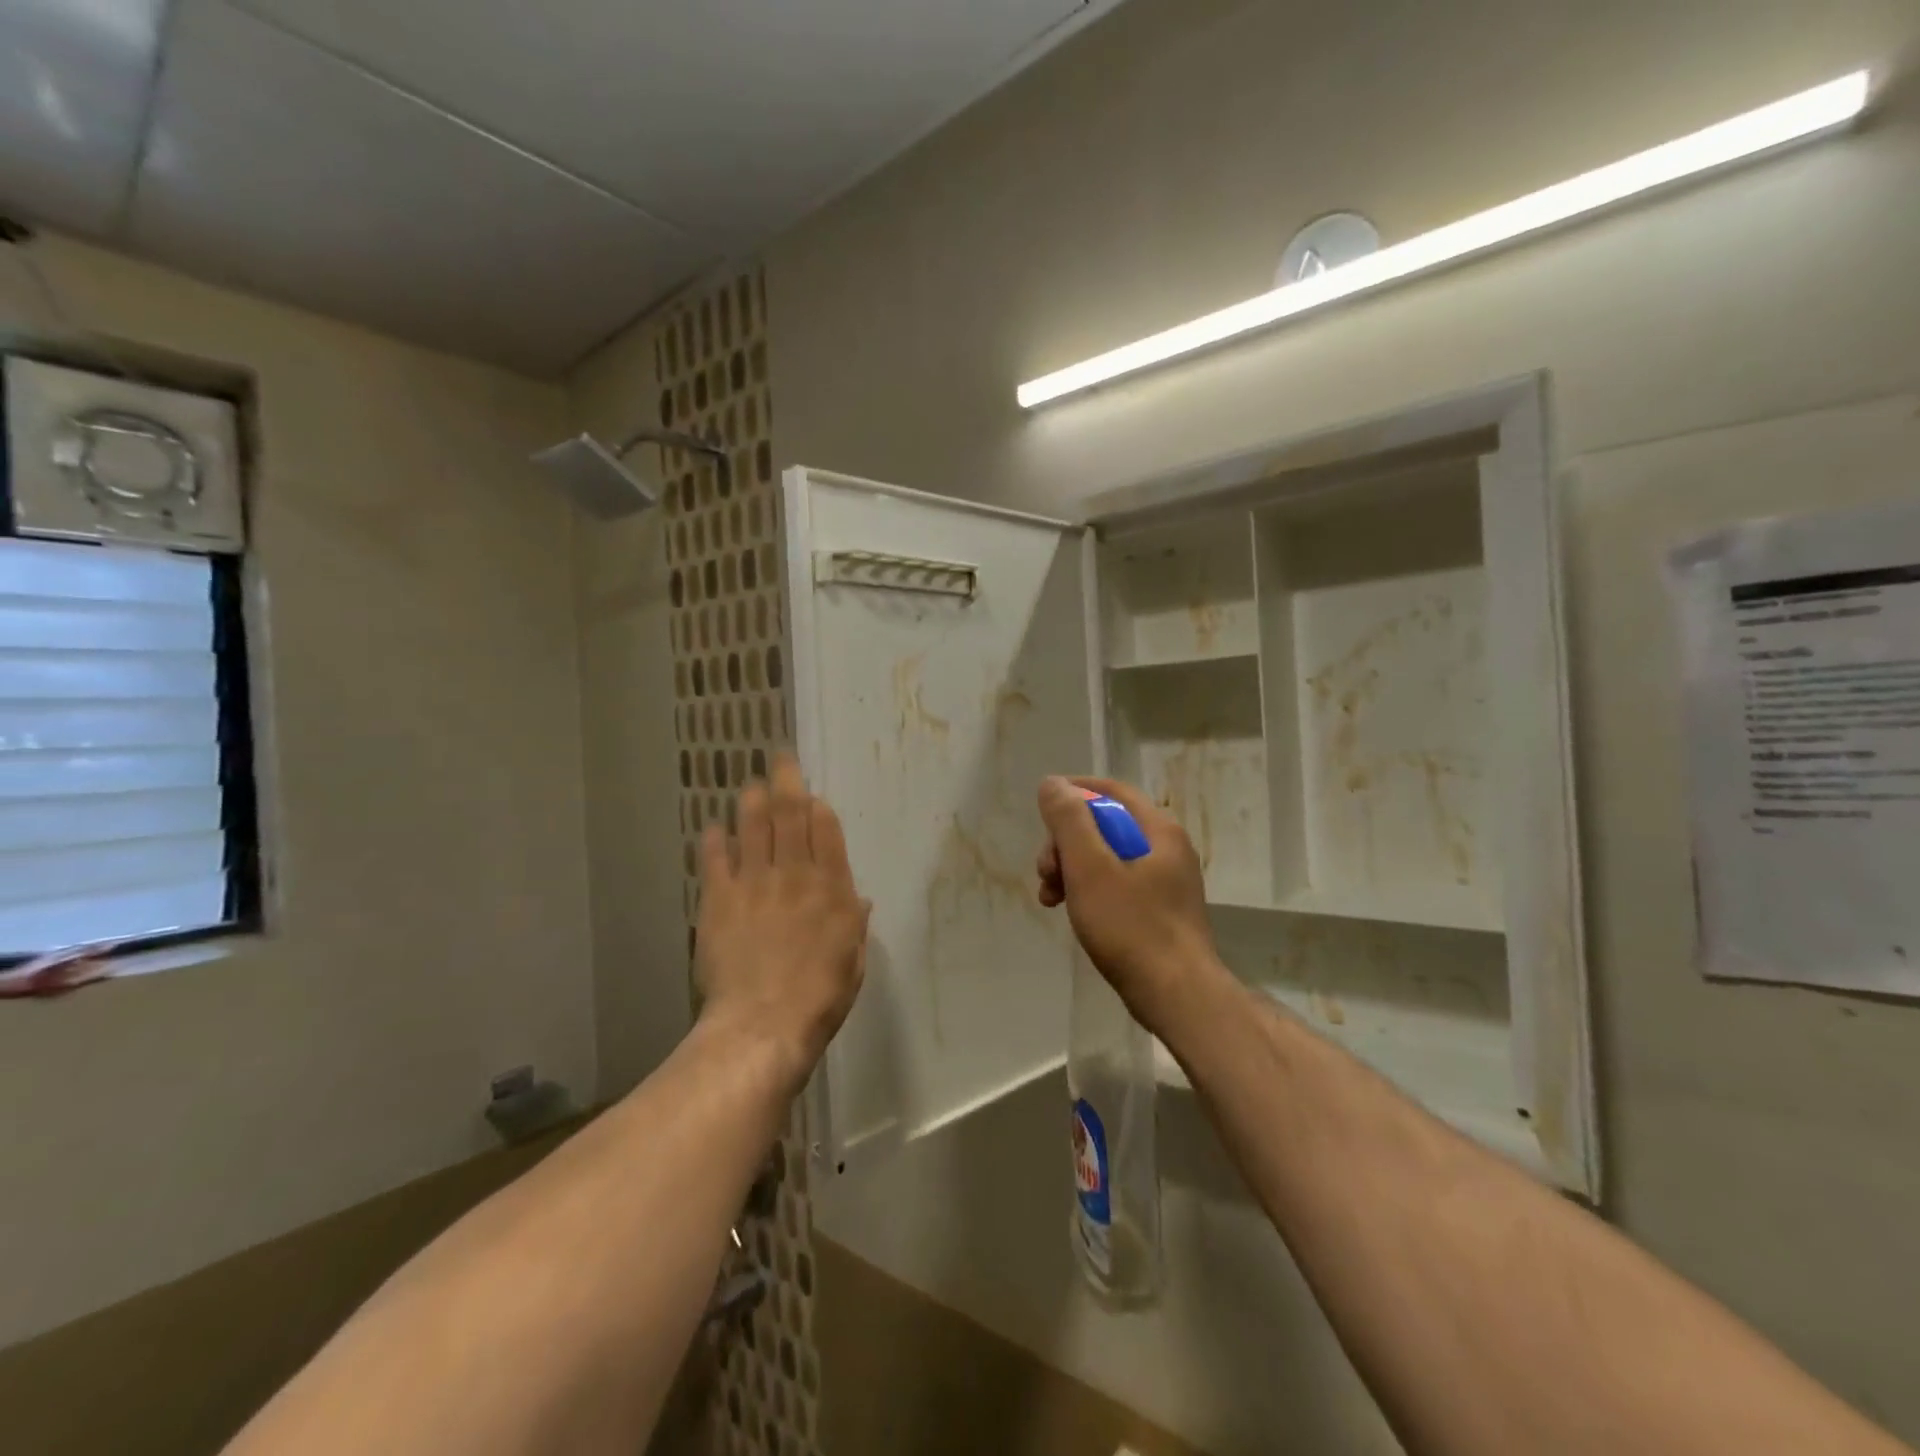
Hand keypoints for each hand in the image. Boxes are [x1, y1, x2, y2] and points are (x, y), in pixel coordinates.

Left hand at [696, 754, 870, 1088]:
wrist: (763, 1024)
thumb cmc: (820, 997)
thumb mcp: (853, 961)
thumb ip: (854, 924)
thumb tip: (858, 900)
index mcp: (831, 887)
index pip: (824, 830)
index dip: (816, 806)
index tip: (809, 793)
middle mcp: (793, 874)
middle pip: (789, 816)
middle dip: (785, 782)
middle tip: (780, 758)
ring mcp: (754, 883)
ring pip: (752, 827)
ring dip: (751, 801)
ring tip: (750, 785)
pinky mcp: (719, 900)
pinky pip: (716, 859)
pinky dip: (715, 840)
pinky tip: (714, 828)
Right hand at [1035, 776, 1218, 1028]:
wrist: (1177, 996)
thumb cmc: (1131, 927)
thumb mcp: (1090, 868)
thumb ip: (1069, 821)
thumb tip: (1053, 784)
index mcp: (1158, 830)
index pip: (1111, 791)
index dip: (1074, 792)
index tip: (1042, 807)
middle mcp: (1166, 848)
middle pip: (1105, 825)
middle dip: (1066, 842)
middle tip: (1045, 872)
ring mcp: (1165, 881)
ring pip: (1107, 858)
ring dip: (1072, 869)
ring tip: (1050, 898)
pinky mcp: (1159, 910)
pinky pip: (1117, 884)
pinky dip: (1089, 891)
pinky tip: (1072, 913)